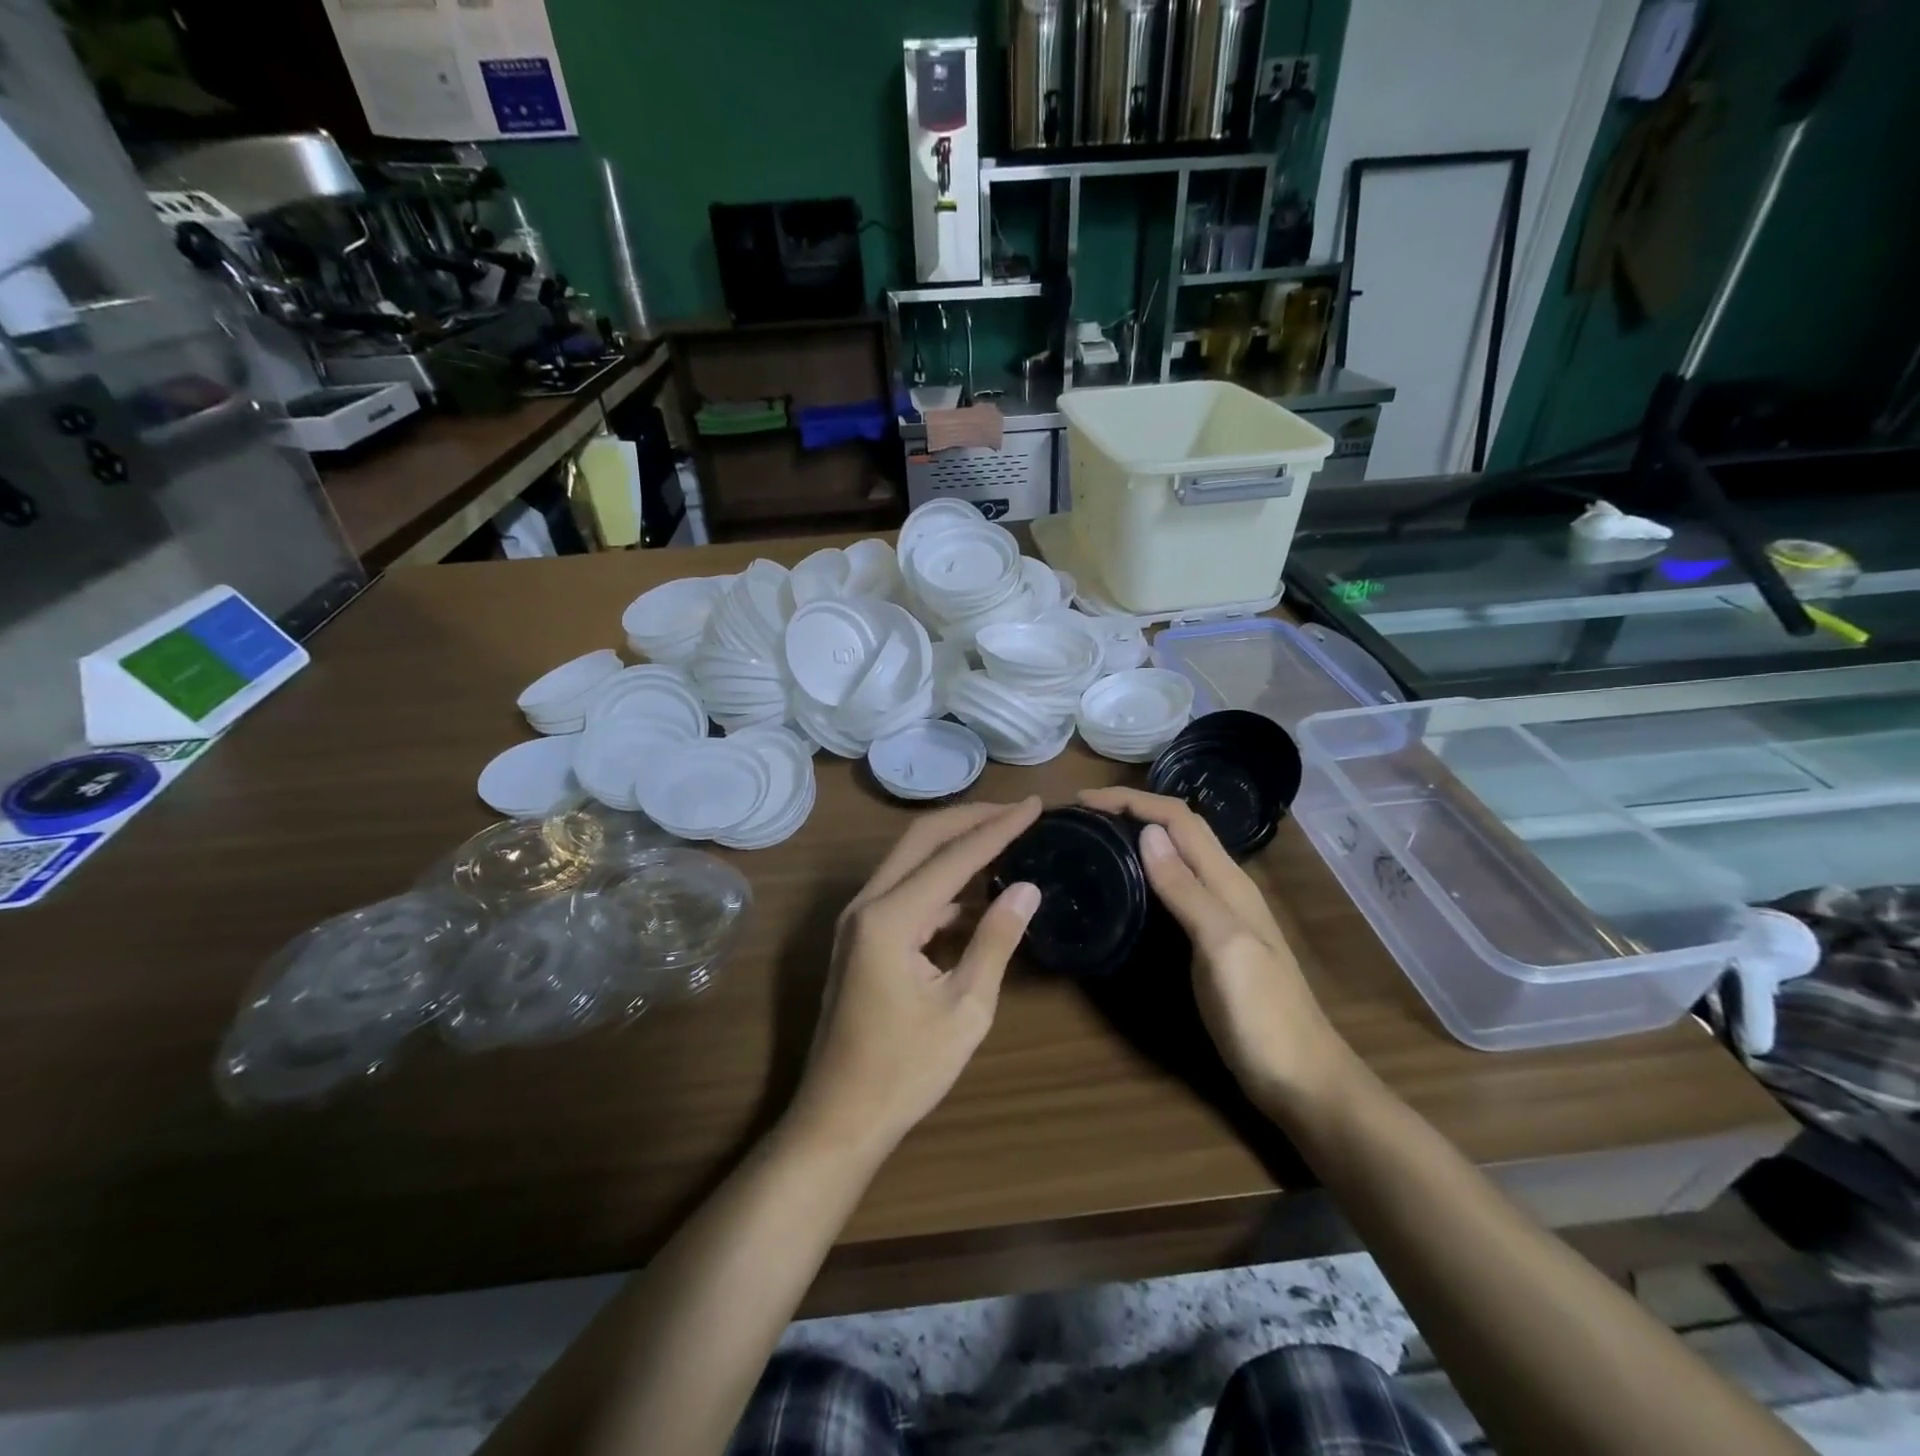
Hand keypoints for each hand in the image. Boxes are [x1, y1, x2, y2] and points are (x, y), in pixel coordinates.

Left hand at [793, 799, 1043, 1158]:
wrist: (839, 1117)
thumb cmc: (905, 1071)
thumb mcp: (965, 1010)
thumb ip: (995, 941)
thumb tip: (1028, 888)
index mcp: (889, 918)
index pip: (953, 856)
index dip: (997, 828)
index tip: (1034, 806)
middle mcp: (866, 904)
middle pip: (921, 838)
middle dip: (971, 818)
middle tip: (1018, 810)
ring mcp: (857, 918)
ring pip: (910, 859)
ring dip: (955, 845)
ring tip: (1004, 839)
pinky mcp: (861, 935)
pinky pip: (904, 889)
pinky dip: (941, 880)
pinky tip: (976, 893)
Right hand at [1079, 788, 1352, 1114]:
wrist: (1302, 1080)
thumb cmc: (1261, 1014)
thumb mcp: (1222, 946)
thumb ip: (1187, 890)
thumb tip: (1148, 832)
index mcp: (1229, 882)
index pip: (1179, 819)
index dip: (1133, 801)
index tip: (1084, 800)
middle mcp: (1226, 889)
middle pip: (1180, 830)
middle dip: (1134, 810)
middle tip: (1084, 817)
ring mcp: (1222, 916)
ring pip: (1179, 856)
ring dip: (1141, 836)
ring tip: (1097, 839)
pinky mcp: (1212, 941)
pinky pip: (1177, 888)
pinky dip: (1149, 871)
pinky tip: (1128, 886)